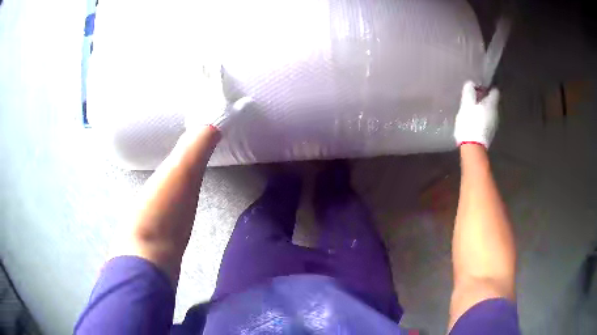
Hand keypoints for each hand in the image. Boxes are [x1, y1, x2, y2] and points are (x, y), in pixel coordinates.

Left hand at [186, 64, 251, 133]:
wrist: (204, 132)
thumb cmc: (221, 121)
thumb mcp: (234, 114)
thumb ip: (241, 105)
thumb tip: (249, 100)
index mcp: (217, 91)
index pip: (217, 76)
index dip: (217, 67)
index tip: (216, 60)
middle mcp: (206, 91)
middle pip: (203, 76)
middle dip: (202, 68)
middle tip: (200, 61)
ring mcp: (196, 97)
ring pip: (194, 83)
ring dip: (193, 76)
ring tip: (191, 70)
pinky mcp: (189, 105)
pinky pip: (188, 95)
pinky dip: (186, 89)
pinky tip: (185, 87)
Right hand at [454, 81, 498, 148]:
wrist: (473, 147)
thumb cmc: (470, 122)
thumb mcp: (466, 104)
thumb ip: (469, 92)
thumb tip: (471, 83)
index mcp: (491, 104)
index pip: (495, 91)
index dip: (488, 87)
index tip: (480, 86)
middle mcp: (496, 113)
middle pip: (492, 102)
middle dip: (484, 98)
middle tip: (474, 97)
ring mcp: (494, 124)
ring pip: (490, 112)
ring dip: (483, 109)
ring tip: (473, 109)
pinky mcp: (490, 133)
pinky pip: (487, 121)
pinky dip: (482, 118)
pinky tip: (474, 120)